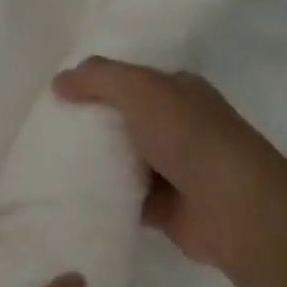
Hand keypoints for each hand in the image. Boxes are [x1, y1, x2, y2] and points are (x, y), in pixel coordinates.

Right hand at [52, 56, 286, 273]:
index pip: (133, 81)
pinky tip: (73, 195)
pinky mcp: (167, 208)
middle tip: (48, 131)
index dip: (99, 85)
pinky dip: (104, 197)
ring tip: (51, 163)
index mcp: (181, 92)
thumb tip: (59, 81)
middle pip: (125, 121)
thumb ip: (99, 78)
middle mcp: (180, 126)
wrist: (237, 208)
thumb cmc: (191, 137)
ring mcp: (175, 168)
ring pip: (123, 160)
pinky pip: (125, 197)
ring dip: (96, 163)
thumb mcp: (141, 90)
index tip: (61, 96)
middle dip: (92, 125)